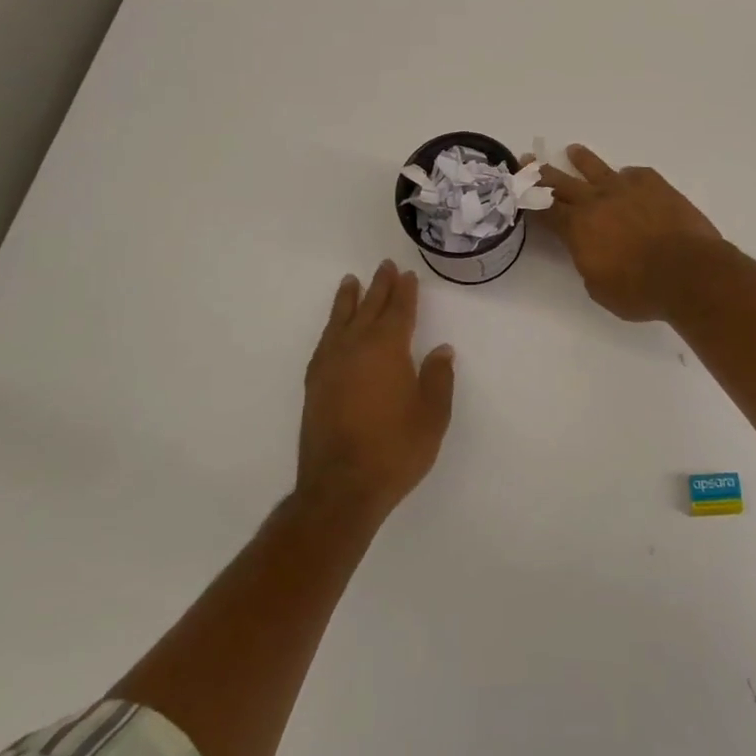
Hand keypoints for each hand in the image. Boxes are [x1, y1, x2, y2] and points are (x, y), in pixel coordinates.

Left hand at [296, 261, 454, 524]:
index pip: (398, 311)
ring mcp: (331, 364)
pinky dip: (332, 326)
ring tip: (351, 282)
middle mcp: (356, 347)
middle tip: (385, 266)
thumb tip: (441, 350)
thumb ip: (437, 379)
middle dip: (379, 286)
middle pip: (369, 307)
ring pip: (341, 320)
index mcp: (387, 349)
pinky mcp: (314, 384)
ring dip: (349, 299)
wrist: (340, 488)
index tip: (407, 275)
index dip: (404, 292)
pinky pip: (325, 341)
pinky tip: (335, 329)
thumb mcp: (432, 416)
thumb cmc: (395, 450)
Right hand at [537, 145, 721, 321]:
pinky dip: (627, 175)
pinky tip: (627, 176)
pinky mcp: (655, 185)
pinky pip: (635, 174)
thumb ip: (588, 263)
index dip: (529, 199)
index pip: (545, 210)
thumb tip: (590, 250)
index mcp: (577, 228)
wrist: (688, 272)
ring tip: (573, 150)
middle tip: (528, 158)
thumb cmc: (639, 291)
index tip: (517, 188)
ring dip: (582, 160)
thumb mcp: (600, 288)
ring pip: (597, 169)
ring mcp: (626, 189)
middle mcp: (596, 202)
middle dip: (541, 172)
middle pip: (562, 182)